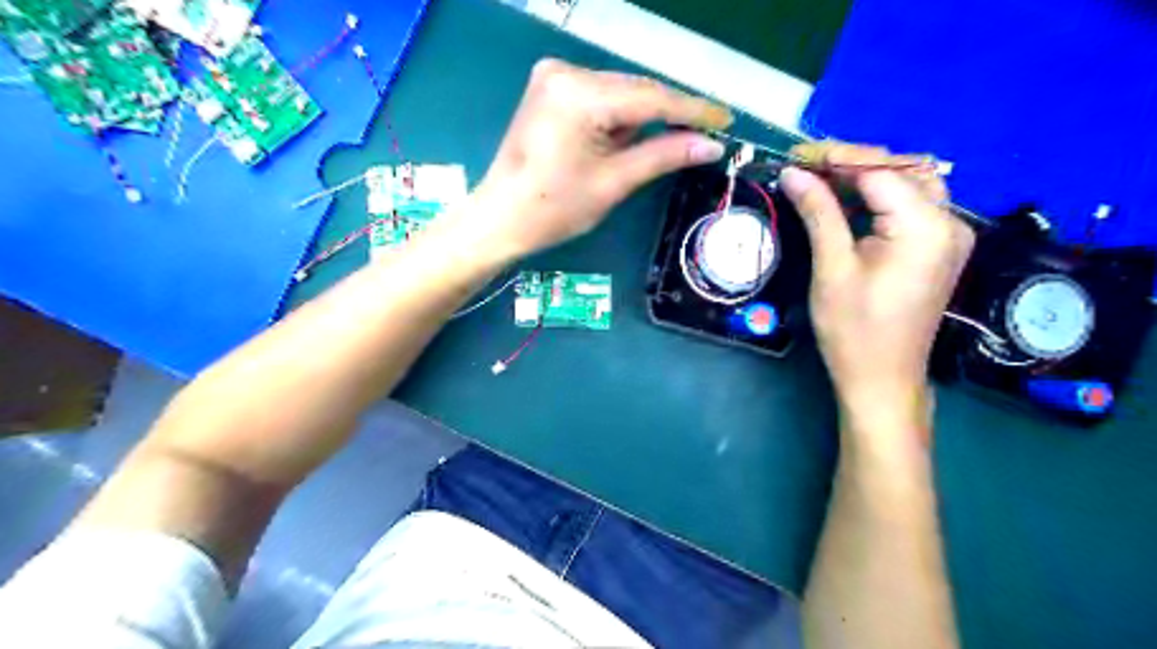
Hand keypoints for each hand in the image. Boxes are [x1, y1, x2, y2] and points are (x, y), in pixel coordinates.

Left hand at [463, 58, 725, 257]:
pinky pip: (600, 97)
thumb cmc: (554, 208)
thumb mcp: (614, 182)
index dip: (693, 109)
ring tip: (669, 142)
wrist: (500, 218)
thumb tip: (711, 145)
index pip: (651, 97)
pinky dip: (619, 117)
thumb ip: (664, 155)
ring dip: (644, 117)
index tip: (727, 119)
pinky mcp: (550, 89)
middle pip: (635, 90)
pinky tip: (629, 139)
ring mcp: (554, 77)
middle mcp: (566, 71)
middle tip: (705, 135)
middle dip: (669, 113)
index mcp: (580, 94)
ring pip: (619, 93)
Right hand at [775, 141, 972, 436]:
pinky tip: (848, 202)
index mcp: (925, 227)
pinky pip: (912, 206)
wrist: (882, 379)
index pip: (880, 171)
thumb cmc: (853, 330)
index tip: (795, 157)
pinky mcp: (939, 249)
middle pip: (902, 169)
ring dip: (867, 177)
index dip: (836, 159)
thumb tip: (794, 173)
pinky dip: (879, 197)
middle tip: (806, 168)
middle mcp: (949, 222)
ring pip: (910, 183)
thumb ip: (819, 213)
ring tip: (822, 181)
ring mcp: (949, 235)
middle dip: (853, 162)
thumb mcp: (831, 268)